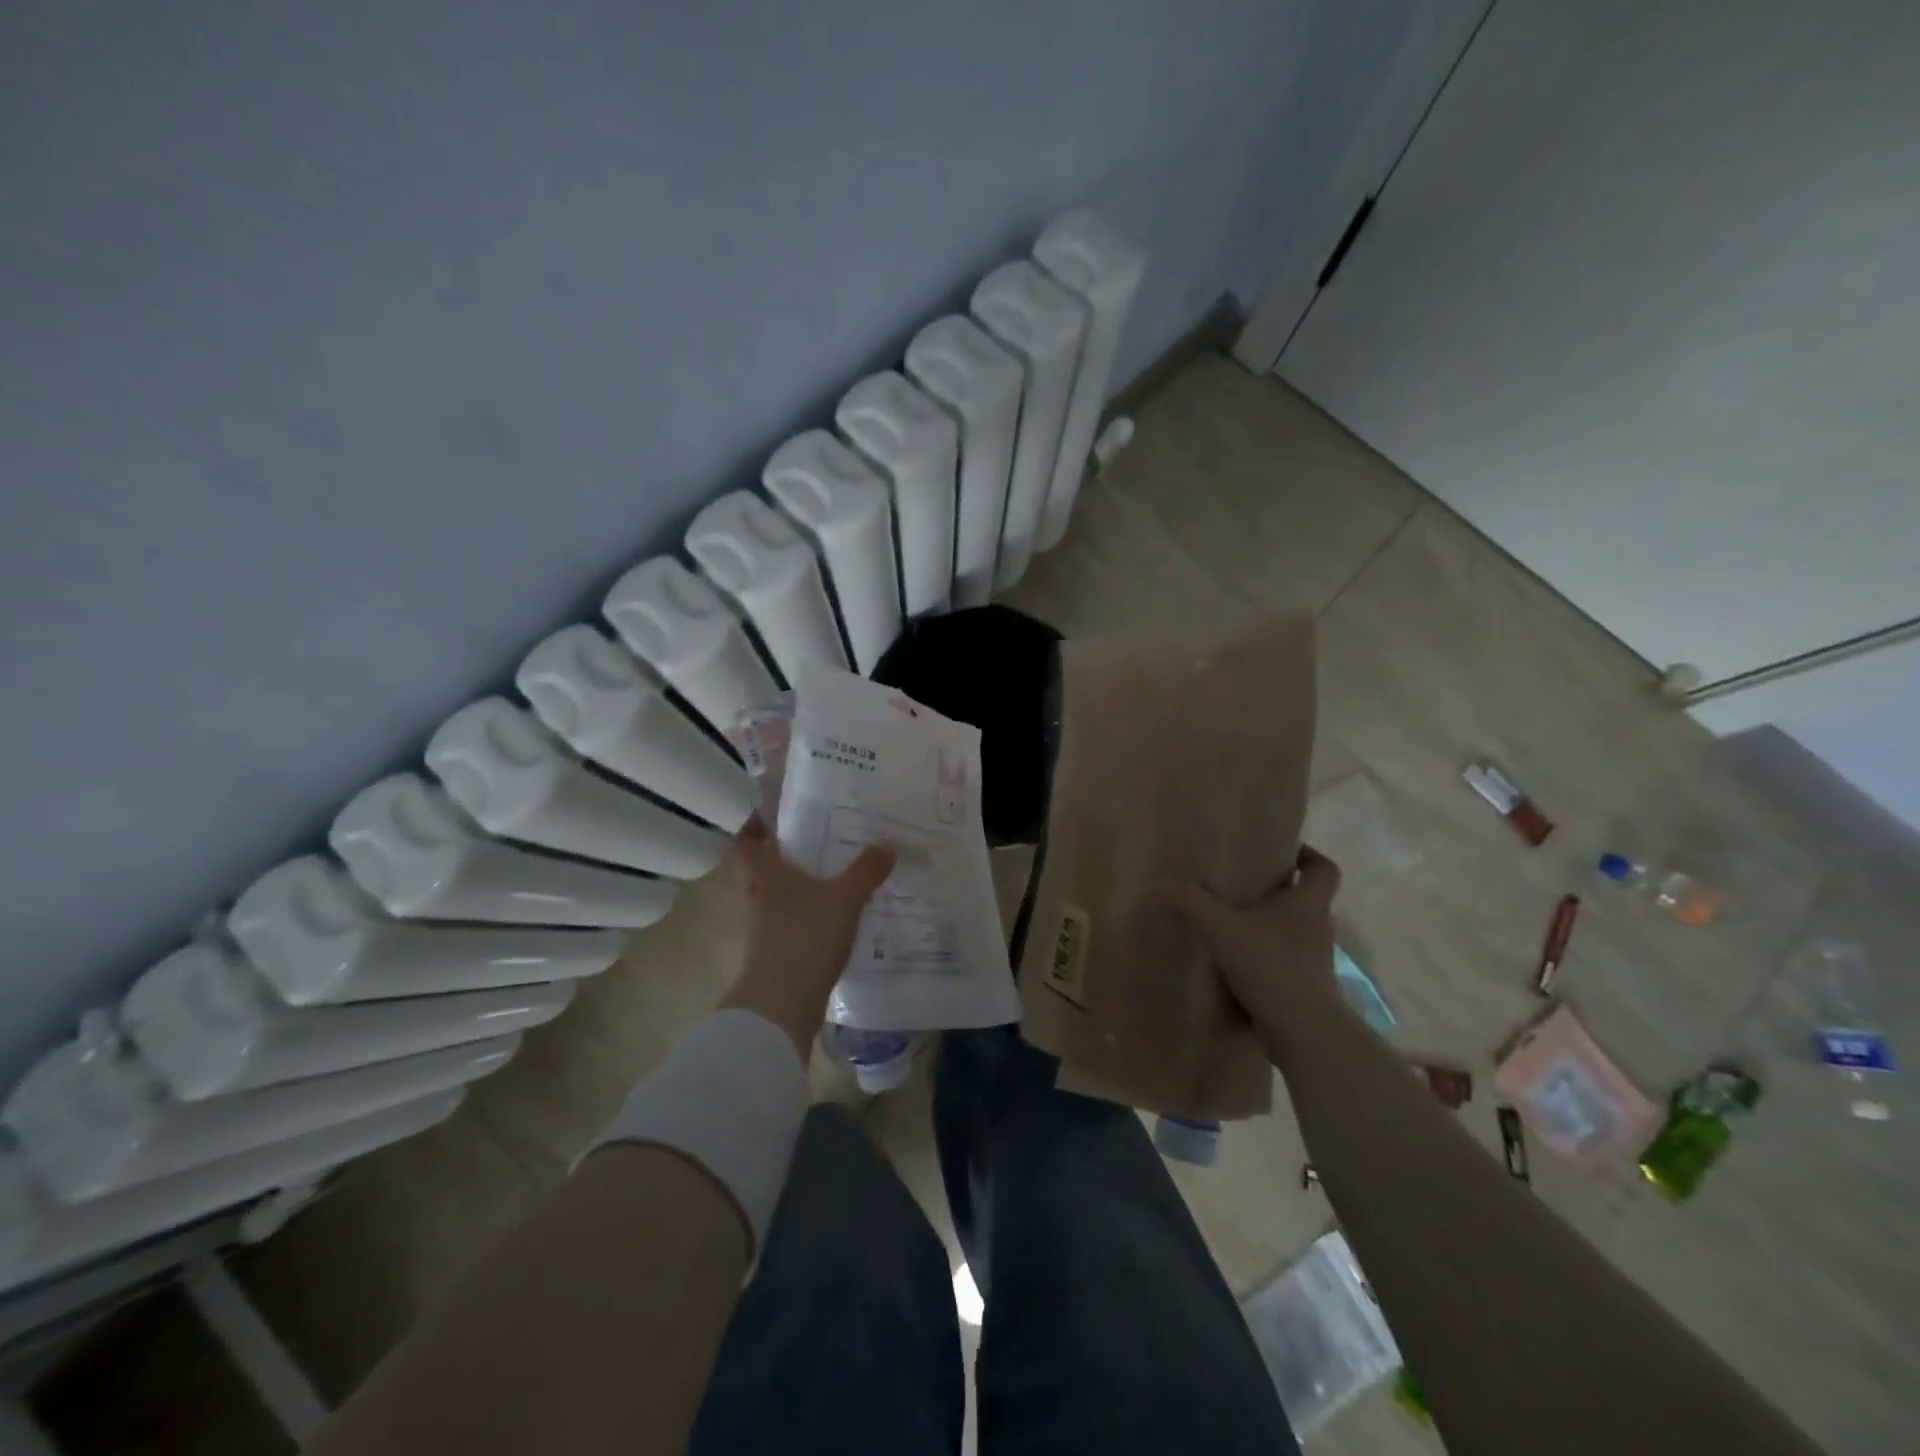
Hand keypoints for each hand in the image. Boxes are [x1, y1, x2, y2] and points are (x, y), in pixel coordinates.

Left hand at [721, 818, 896, 1056]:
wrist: (781, 1004)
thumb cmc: (806, 936)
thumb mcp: (845, 898)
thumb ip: (866, 870)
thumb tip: (888, 844)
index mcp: (766, 874)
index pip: (748, 840)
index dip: (757, 824)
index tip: (777, 812)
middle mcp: (759, 896)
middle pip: (764, 867)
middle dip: (786, 853)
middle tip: (818, 837)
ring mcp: (764, 927)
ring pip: (779, 895)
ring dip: (799, 885)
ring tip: (833, 873)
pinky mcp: (776, 952)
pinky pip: (792, 921)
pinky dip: (808, 914)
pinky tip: (835, 914)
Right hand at [1165, 847, 1345, 1065]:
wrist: (1303, 1032)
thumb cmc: (1272, 965)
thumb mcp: (1223, 928)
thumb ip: (1193, 903)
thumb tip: (1164, 882)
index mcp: (1308, 903)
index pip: (1324, 869)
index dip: (1309, 856)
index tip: (1285, 853)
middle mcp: (1317, 928)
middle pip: (1305, 900)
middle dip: (1277, 892)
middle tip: (1243, 886)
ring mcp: (1314, 961)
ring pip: (1293, 933)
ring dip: (1268, 927)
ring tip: (1231, 924)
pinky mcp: (1304, 988)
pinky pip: (1284, 962)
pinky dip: (1263, 958)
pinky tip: (1234, 964)